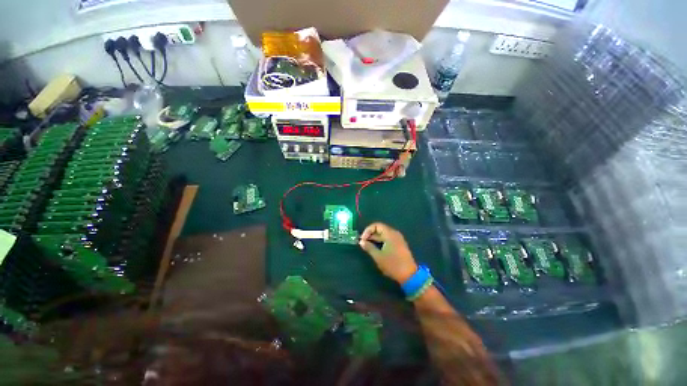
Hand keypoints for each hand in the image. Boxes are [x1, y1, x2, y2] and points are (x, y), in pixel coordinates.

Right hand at [359, 222, 417, 283]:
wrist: (409, 275)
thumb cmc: (393, 264)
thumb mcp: (378, 256)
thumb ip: (369, 247)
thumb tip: (361, 241)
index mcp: (390, 234)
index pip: (376, 225)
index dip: (368, 230)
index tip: (362, 239)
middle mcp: (395, 233)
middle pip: (380, 229)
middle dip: (370, 235)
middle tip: (363, 243)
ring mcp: (398, 239)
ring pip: (384, 235)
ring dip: (375, 239)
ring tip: (368, 246)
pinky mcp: (399, 245)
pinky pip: (388, 239)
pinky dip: (381, 242)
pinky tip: (376, 249)